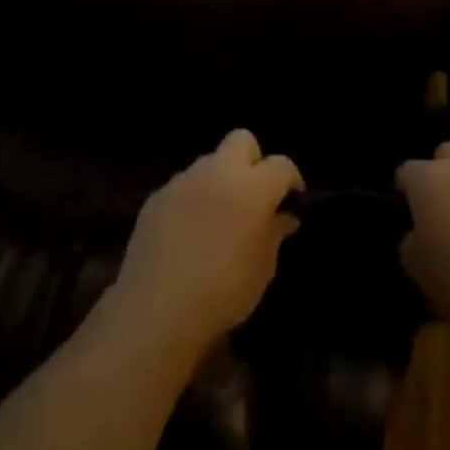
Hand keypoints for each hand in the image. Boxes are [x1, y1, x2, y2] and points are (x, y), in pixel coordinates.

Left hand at [104, 130, 302, 367]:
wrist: (157, 310)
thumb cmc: (223, 293)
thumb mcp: (263, 269)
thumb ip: (274, 233)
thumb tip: (282, 216)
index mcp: (252, 188)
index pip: (281, 165)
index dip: (291, 181)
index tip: (291, 202)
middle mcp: (218, 172)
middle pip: (241, 140)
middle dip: (252, 161)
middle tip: (253, 196)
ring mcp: (184, 181)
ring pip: (209, 162)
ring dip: (219, 180)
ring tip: (218, 216)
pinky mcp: (157, 196)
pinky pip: (183, 185)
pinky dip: (192, 198)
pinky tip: (188, 231)